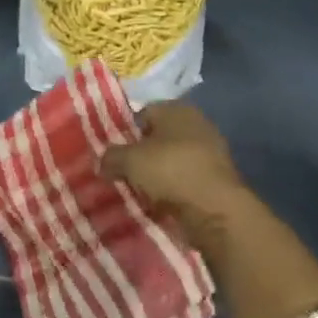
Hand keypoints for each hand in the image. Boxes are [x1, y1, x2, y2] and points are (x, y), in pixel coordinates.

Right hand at [100, 102, 262, 253]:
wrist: (215, 209)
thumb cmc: (171, 171)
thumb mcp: (130, 160)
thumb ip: (111, 156)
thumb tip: (101, 160)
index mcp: (176, 109)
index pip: (143, 113)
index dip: (125, 131)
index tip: (112, 153)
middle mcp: (196, 123)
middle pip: (158, 137)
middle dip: (141, 154)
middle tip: (121, 173)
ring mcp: (210, 151)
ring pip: (172, 160)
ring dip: (157, 174)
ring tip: (137, 191)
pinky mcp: (216, 178)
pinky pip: (185, 180)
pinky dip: (172, 190)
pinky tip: (158, 203)